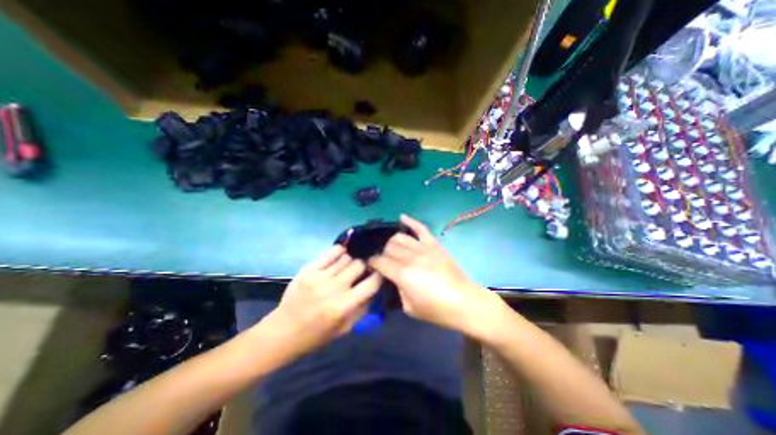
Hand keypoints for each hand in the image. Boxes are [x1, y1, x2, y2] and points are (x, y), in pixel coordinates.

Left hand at [261, 245, 380, 360]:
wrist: (283, 331)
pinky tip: (340, 256)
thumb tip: (374, 287)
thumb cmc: (316, 335)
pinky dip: (339, 252)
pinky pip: (330, 252)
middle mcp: (333, 288)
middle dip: (363, 267)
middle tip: (360, 272)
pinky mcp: (308, 269)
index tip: (377, 275)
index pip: (371, 283)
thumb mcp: (345, 328)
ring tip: (347, 267)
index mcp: (344, 306)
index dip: (378, 277)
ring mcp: (319, 277)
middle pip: (358, 264)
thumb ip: (363, 308)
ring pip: (346, 257)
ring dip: (350, 261)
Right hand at [367, 214, 502, 336]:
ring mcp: (424, 248)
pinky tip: (402, 217)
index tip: (371, 265)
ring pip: (400, 237)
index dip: (372, 262)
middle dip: (383, 254)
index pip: (380, 261)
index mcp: (403, 274)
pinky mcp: (434, 244)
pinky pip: (420, 228)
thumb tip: (392, 277)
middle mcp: (411, 257)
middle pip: (389, 248)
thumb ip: (397, 289)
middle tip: (385, 262)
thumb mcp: (409, 308)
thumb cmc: (436, 310)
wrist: (464, 302)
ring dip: (392, 242)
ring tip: (393, 249)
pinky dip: (410, 221)